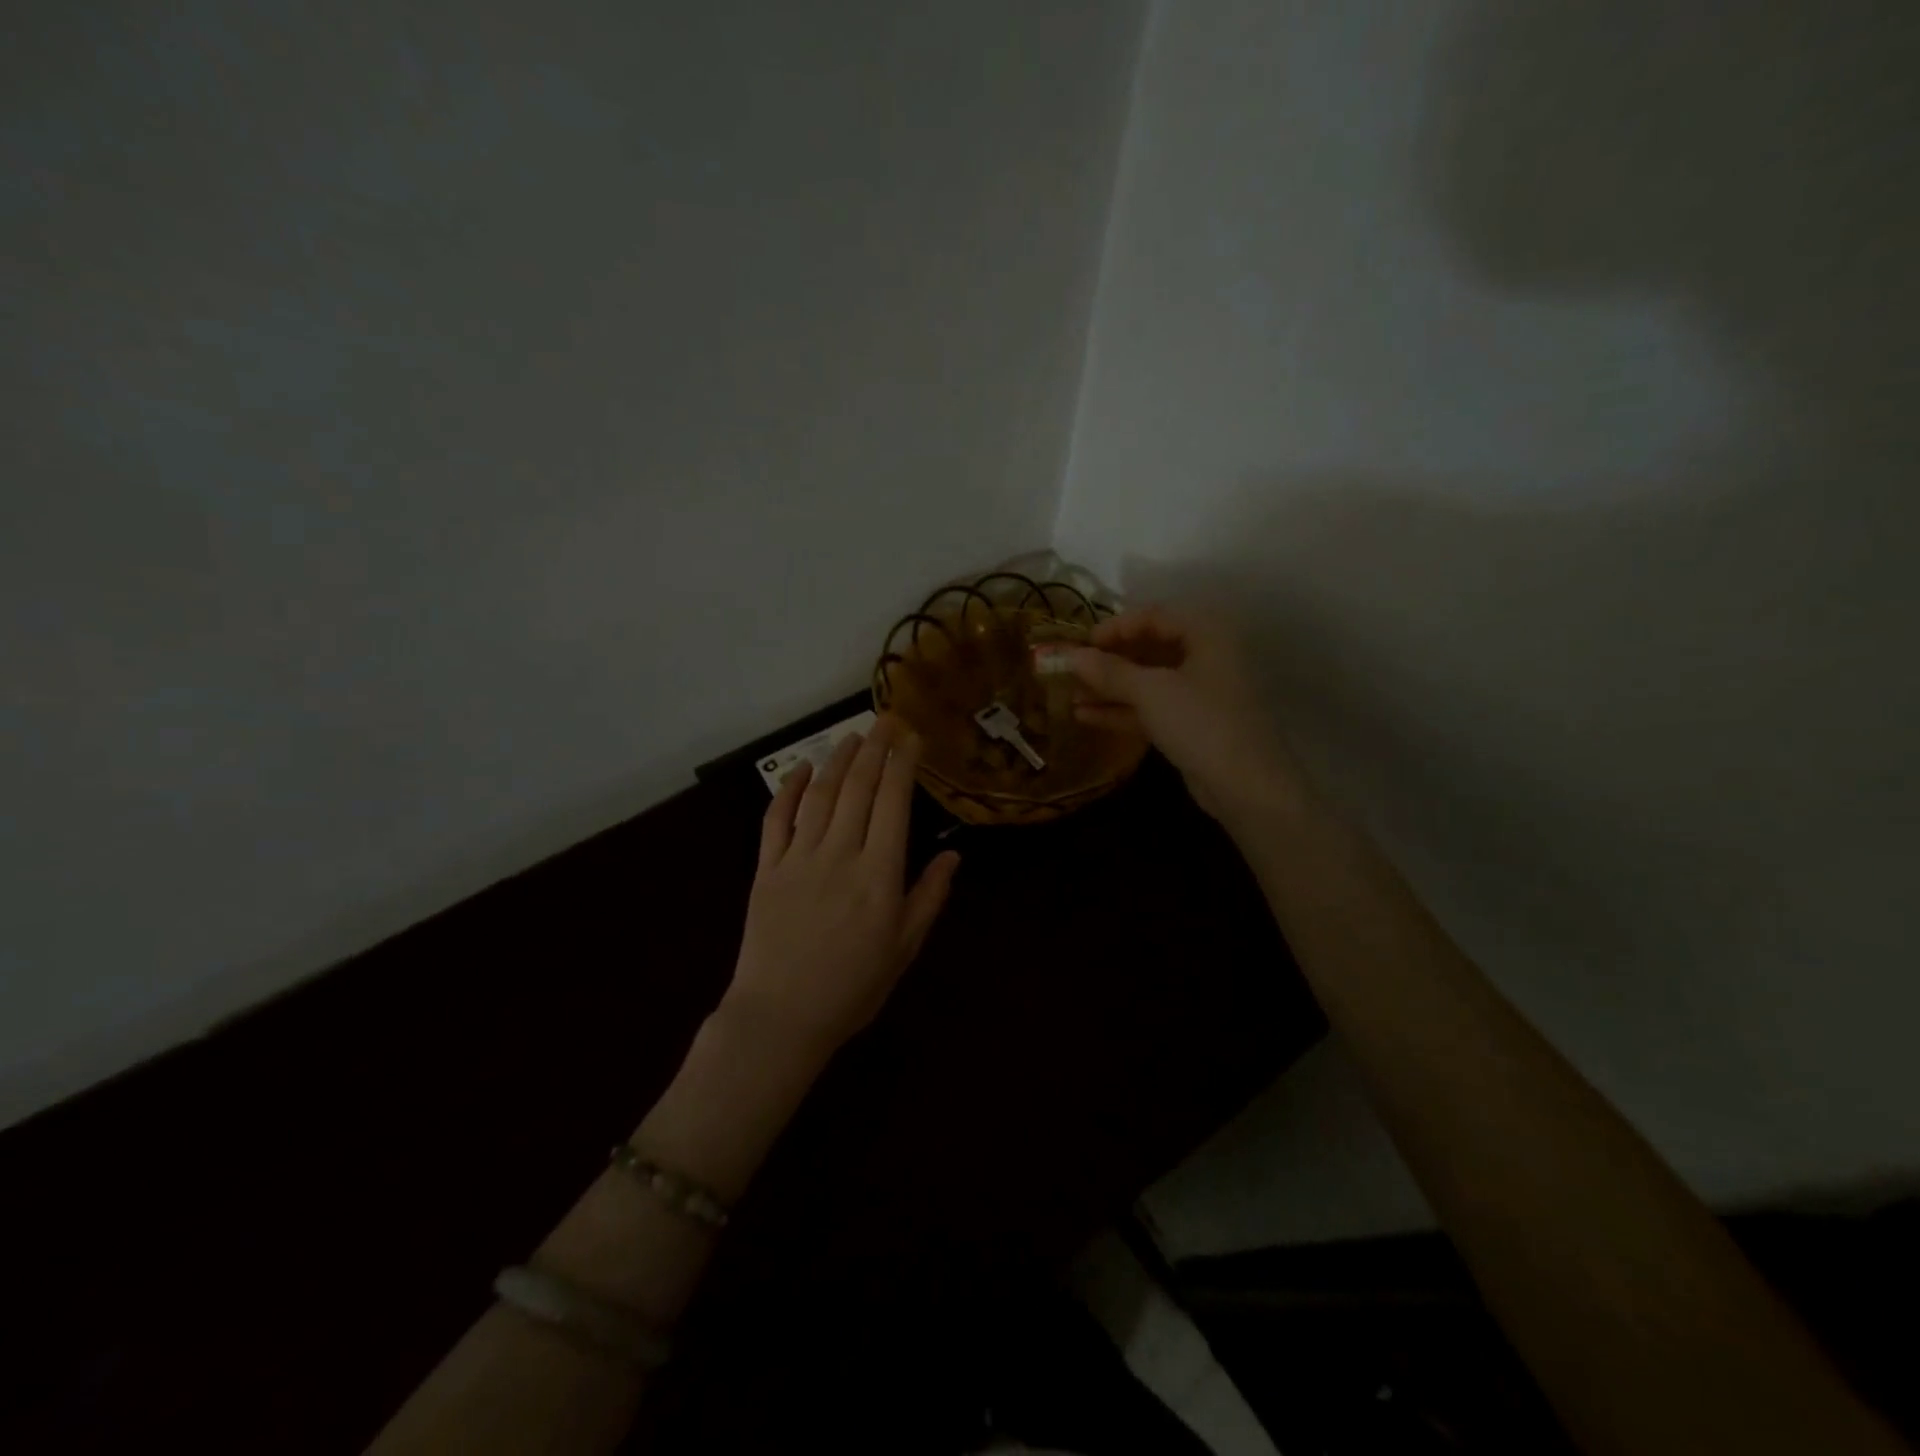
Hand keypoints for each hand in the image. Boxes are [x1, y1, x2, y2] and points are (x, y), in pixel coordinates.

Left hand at [725, 714, 960, 1057]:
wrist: (781, 1018)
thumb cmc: (852, 988)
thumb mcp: (904, 949)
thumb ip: (928, 898)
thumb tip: (952, 855)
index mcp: (879, 875)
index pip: (893, 804)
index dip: (903, 765)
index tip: (911, 737)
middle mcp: (840, 855)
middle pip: (858, 788)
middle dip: (875, 749)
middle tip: (886, 720)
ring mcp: (799, 858)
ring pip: (820, 795)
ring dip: (837, 760)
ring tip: (853, 736)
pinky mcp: (766, 869)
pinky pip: (776, 819)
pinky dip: (787, 790)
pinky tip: (800, 769)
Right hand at [1058, 606, 1304, 825]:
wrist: (1246, 786)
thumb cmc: (1201, 722)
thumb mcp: (1151, 691)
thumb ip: (1109, 671)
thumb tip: (1070, 656)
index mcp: (1205, 634)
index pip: (1153, 616)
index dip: (1115, 628)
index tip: (1081, 644)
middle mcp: (1205, 657)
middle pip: (1149, 648)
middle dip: (1108, 661)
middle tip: (1072, 671)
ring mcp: (1199, 693)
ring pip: (1147, 681)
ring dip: (1110, 688)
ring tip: (1070, 696)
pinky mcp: (1191, 725)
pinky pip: (1151, 708)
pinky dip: (1121, 710)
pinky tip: (1085, 717)